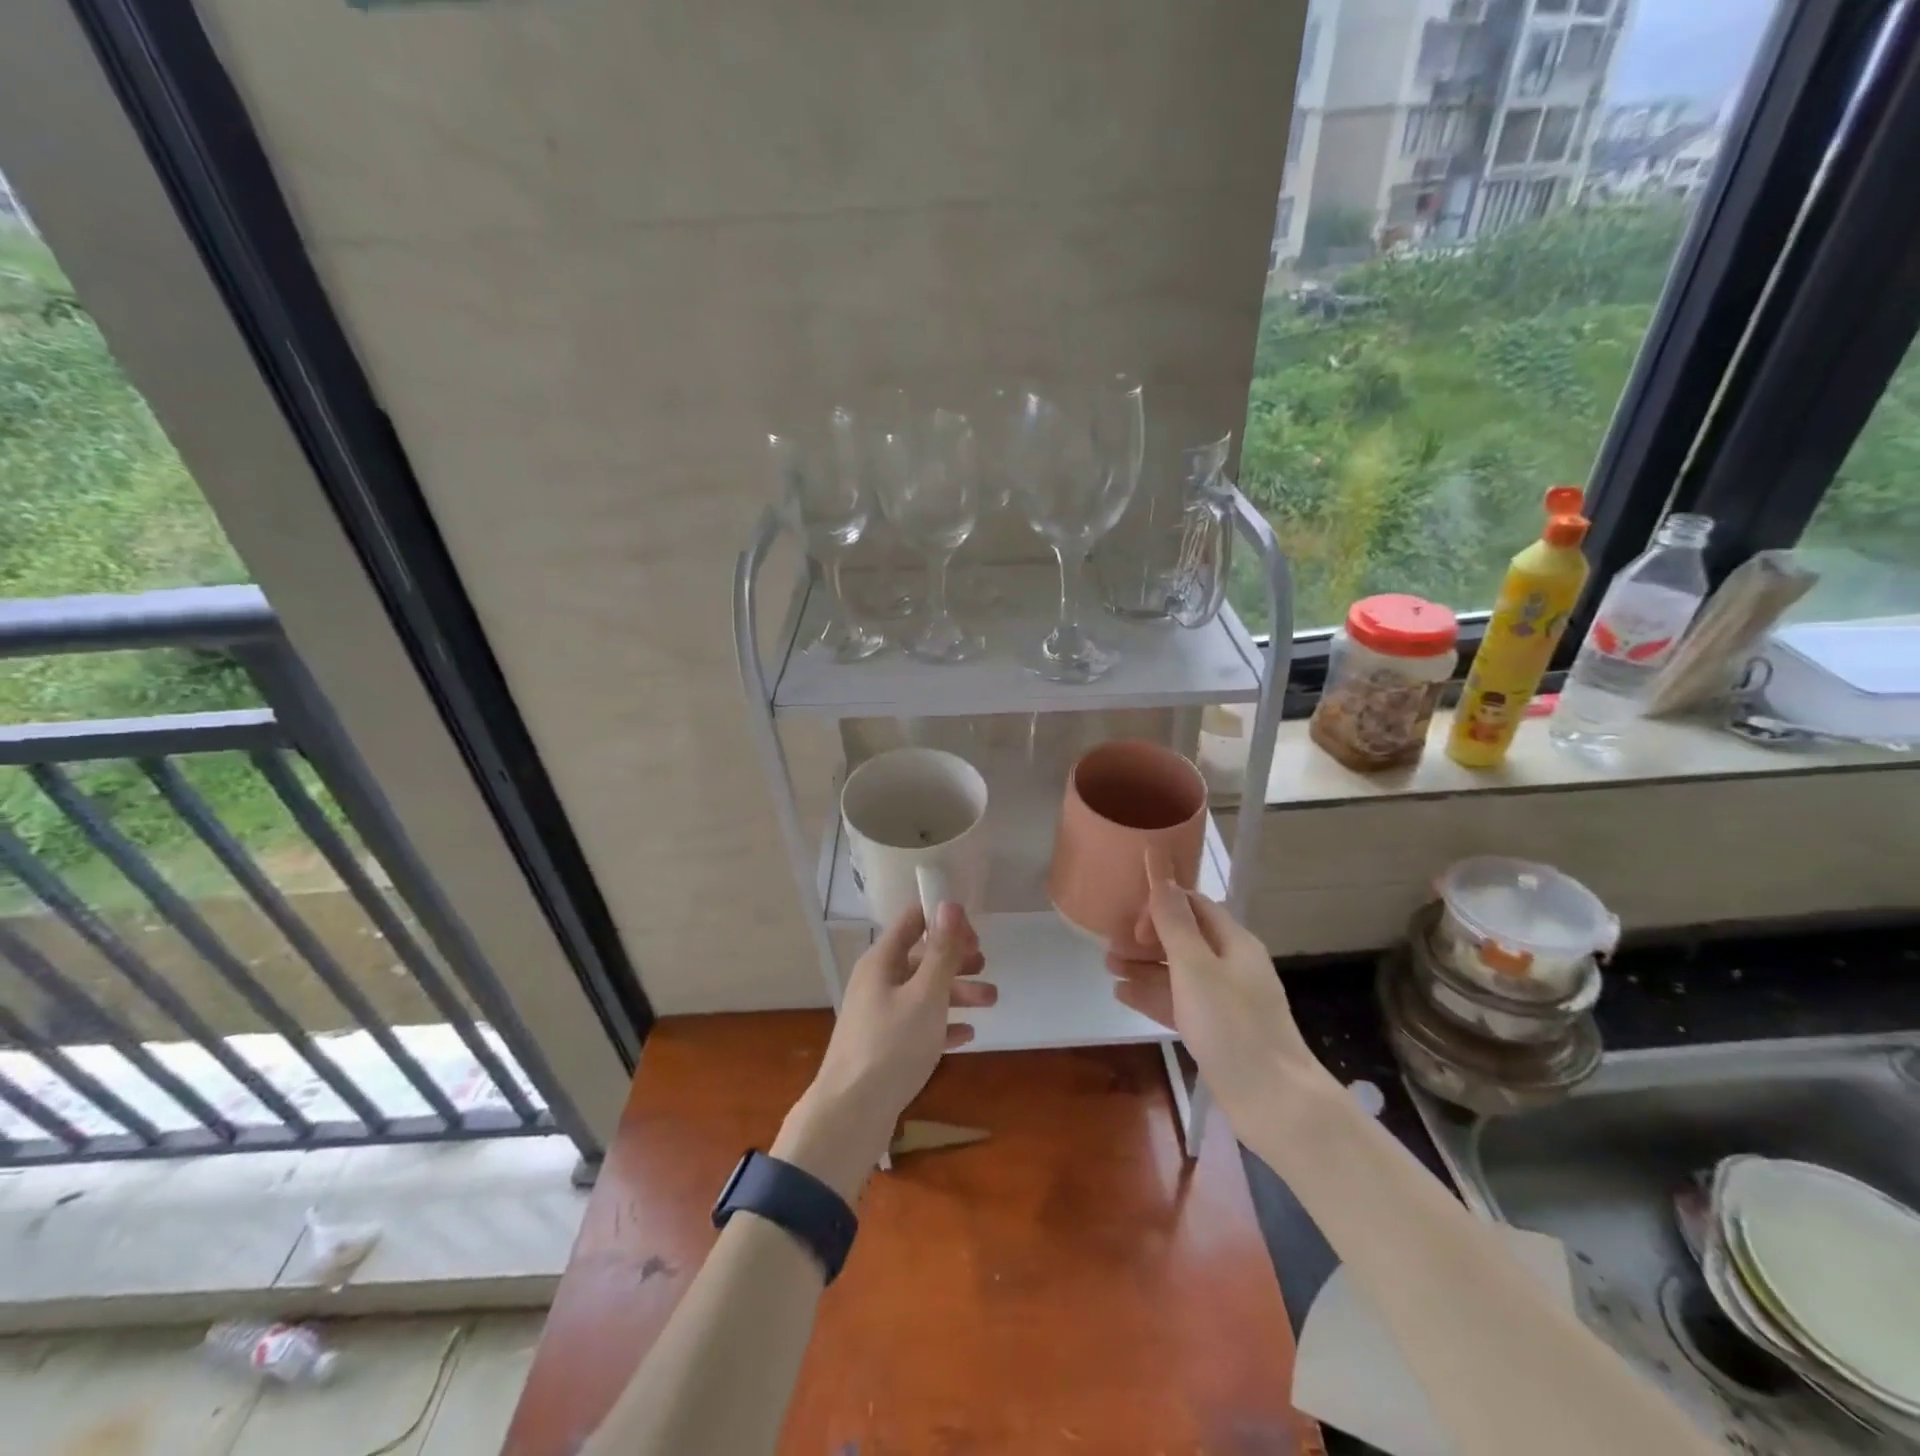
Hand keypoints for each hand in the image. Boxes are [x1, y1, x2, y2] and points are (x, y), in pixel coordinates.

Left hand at [774, 903, 992, 1199]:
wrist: (850, 1114)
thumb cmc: (891, 1046)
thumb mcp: (925, 995)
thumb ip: (942, 951)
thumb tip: (950, 903)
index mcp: (882, 961)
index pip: (913, 920)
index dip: (945, 921)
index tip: (976, 936)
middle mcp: (877, 981)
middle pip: (921, 957)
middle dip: (956, 959)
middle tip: (986, 966)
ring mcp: (879, 1014)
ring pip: (923, 992)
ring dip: (957, 992)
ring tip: (992, 1001)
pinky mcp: (883, 1046)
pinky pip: (918, 1024)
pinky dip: (943, 1024)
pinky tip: (967, 1035)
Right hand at [1110, 849, 1323, 1126]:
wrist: (1273, 1102)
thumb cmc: (1233, 1026)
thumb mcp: (1196, 967)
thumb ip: (1174, 921)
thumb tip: (1160, 868)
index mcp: (1234, 942)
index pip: (1194, 905)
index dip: (1162, 905)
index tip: (1134, 924)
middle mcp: (1230, 965)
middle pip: (1183, 938)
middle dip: (1146, 937)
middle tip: (1110, 944)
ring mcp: (1223, 1000)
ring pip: (1176, 971)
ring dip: (1143, 965)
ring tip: (1107, 966)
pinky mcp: (1215, 1030)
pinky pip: (1177, 1002)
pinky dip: (1151, 994)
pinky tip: (1121, 993)